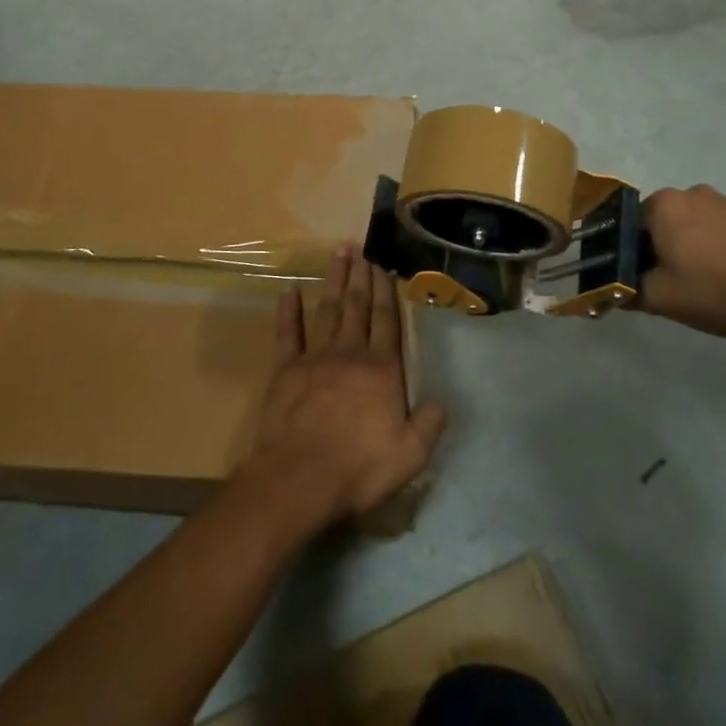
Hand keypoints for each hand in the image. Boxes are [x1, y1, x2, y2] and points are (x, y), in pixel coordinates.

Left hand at [237, 246, 446, 539]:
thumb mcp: (410, 455)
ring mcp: (315, 357)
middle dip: (361, 275)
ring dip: (333, 280)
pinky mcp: (285, 369)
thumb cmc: (359, 469)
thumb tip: (440, 402)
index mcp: (381, 369)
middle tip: (362, 246)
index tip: (384, 264)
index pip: (386, 320)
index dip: (386, 290)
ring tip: (338, 253)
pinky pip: (287, 333)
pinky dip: (288, 310)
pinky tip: (289, 290)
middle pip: (357, 306)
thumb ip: (428, 424)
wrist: (299, 479)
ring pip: (327, 309)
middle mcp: (350, 353)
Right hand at [636, 185, 725, 337]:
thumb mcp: (663, 299)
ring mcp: (725, 202)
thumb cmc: (720, 289)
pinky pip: (719, 231)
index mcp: (663, 205)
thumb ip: (628, 292)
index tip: (640, 280)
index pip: (627, 226)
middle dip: (659, 251)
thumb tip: (612, 290)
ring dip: (688, 249)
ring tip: (704, 284)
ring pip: (690, 226)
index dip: (629, 255)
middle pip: (659, 224)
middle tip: (670, 285)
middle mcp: (690, 193)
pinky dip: (716, 249)